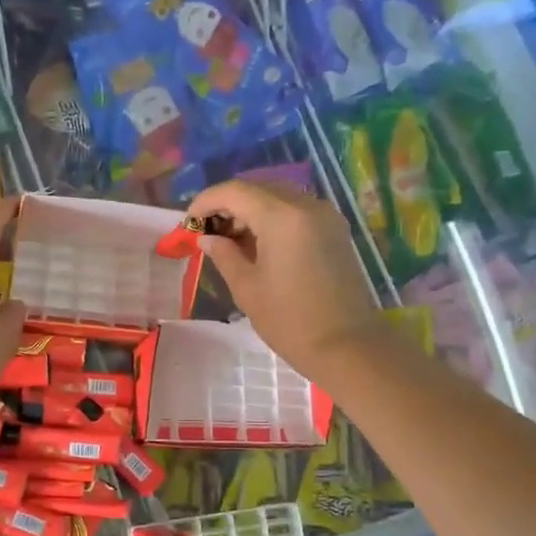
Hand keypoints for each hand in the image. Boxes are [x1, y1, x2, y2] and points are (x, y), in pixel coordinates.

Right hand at [186, 180, 387, 375]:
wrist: (347, 347)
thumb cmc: (290, 321)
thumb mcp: (247, 288)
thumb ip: (224, 255)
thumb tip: (207, 238)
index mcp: (282, 217)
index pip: (234, 191)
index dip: (206, 201)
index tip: (188, 223)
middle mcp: (306, 205)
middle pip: (258, 189)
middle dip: (228, 205)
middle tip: (208, 233)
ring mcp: (325, 216)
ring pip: (278, 198)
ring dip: (251, 211)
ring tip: (231, 242)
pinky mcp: (335, 231)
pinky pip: (296, 211)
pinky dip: (273, 219)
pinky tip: (260, 246)